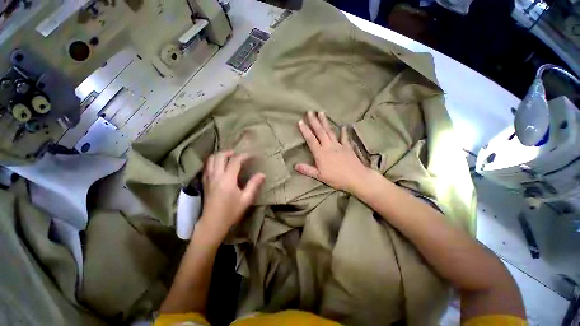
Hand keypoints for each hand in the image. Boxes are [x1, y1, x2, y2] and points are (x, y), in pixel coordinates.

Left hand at [198, 151, 264, 242]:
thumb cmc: (231, 212)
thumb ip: (254, 185)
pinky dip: (213, 162)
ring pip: (210, 160)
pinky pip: (206, 167)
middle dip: (230, 152)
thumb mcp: (246, 199)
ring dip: (220, 155)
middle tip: (238, 154)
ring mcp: (208, 179)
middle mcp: (216, 176)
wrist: (212, 224)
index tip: (252, 155)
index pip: (235, 161)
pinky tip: (218, 166)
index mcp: (227, 179)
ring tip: (228, 157)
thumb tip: (262, 174)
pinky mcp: (204, 183)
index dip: (244, 156)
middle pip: (220, 156)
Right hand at [295, 111, 372, 192]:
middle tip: (310, 112)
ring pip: (330, 131)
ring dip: (325, 122)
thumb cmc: (336, 178)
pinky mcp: (347, 147)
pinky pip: (345, 137)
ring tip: (321, 113)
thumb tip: (295, 165)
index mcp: (321, 153)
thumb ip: (307, 170)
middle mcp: (329, 146)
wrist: (356, 178)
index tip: (300, 121)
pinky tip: (344, 126)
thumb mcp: (319, 176)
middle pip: (320, 132)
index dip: (305, 130)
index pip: (311, 139)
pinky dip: (344, 132)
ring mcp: (339, 145)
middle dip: (314, 121)